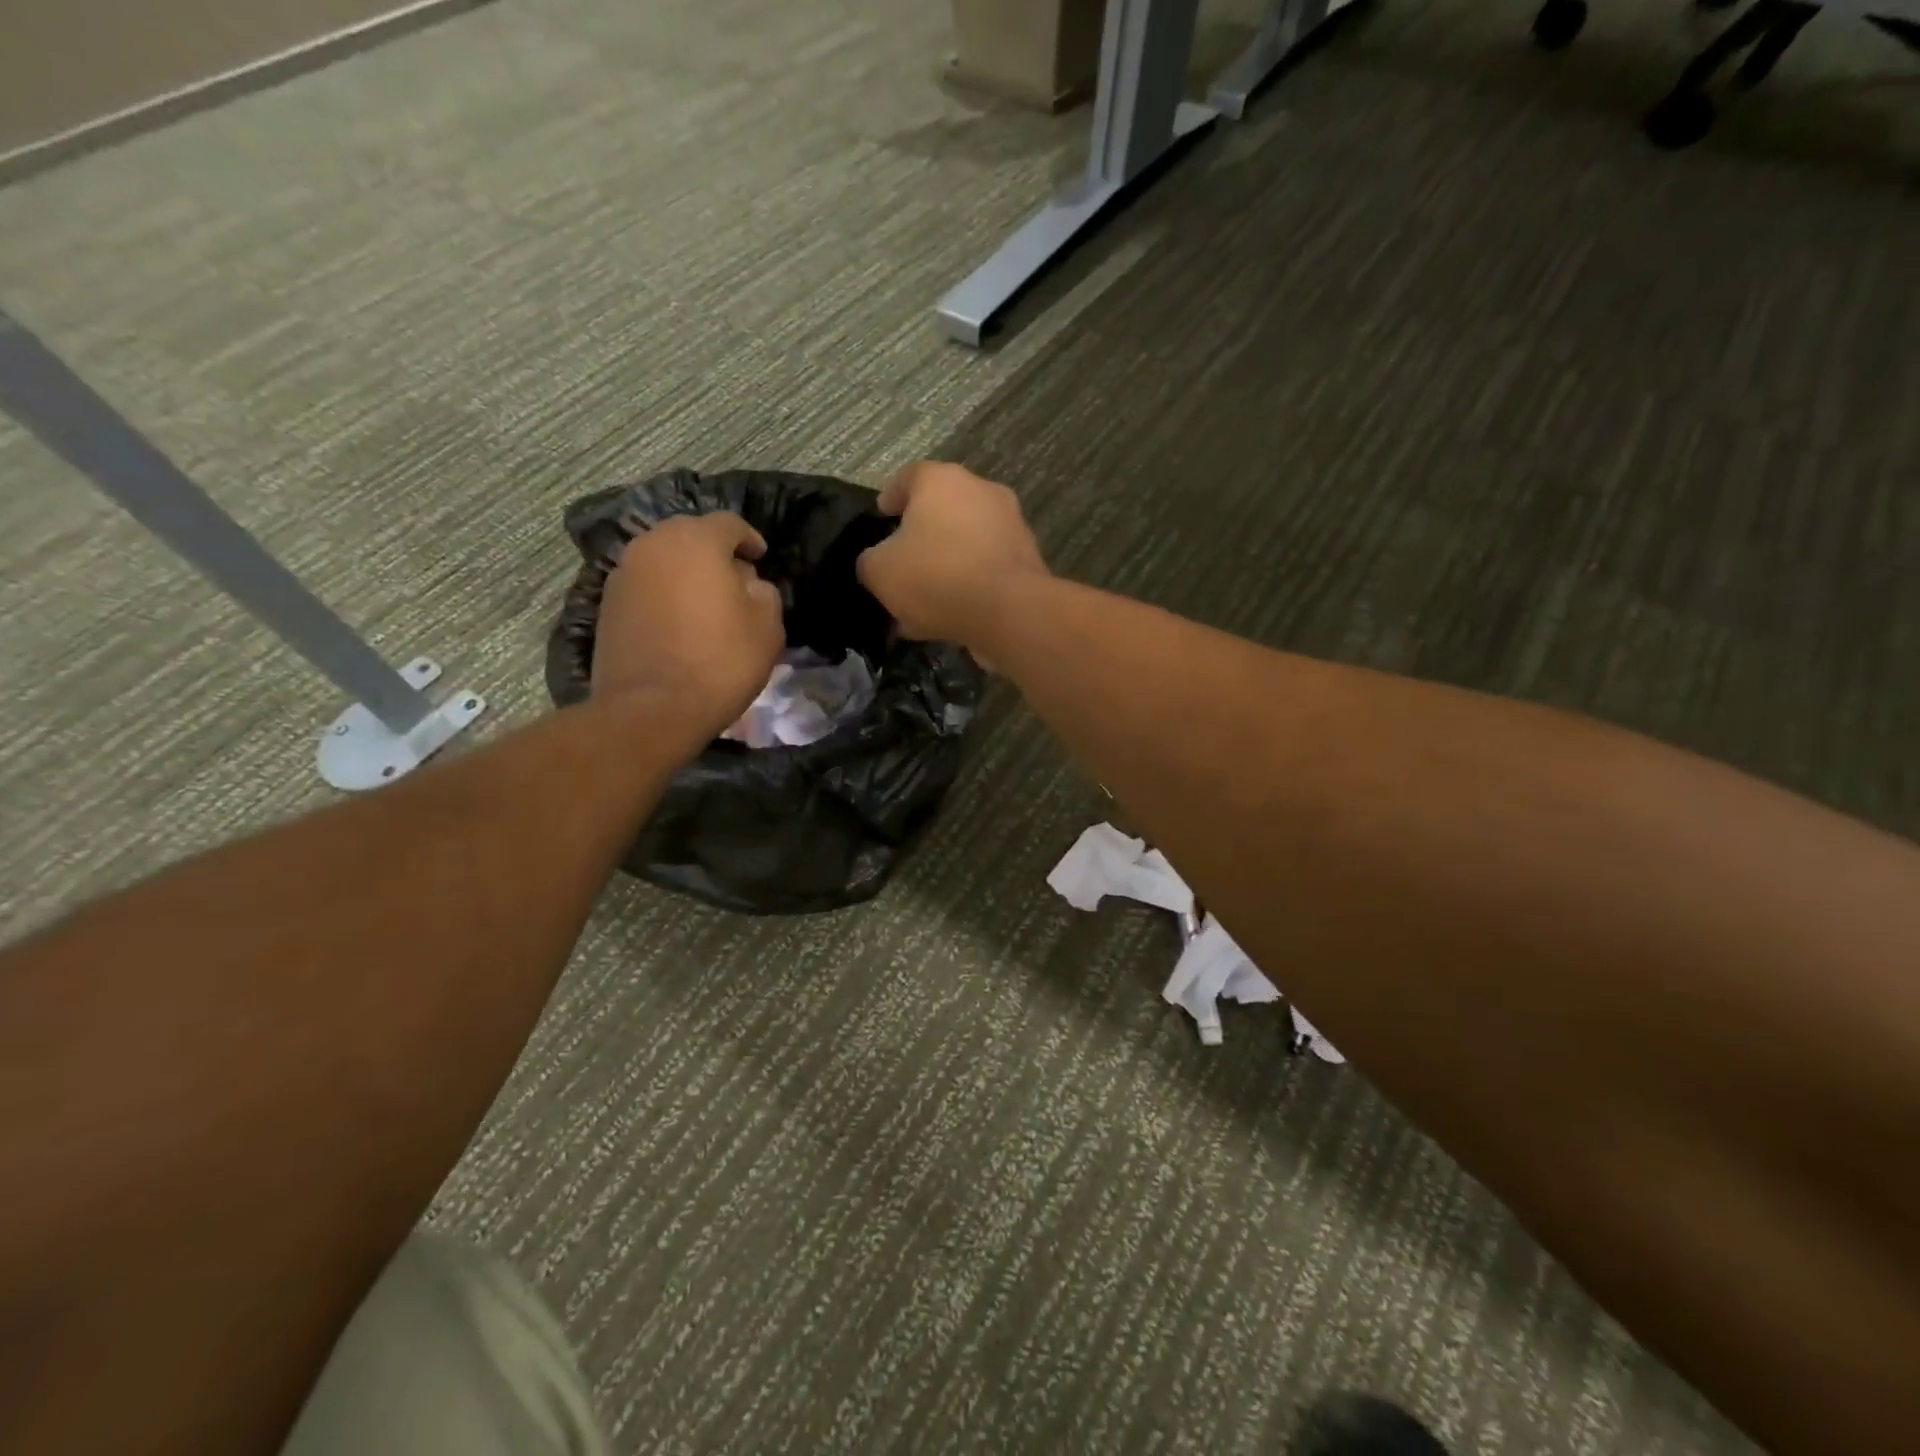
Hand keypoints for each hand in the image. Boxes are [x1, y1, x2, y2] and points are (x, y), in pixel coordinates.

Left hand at [592, 512, 783, 739]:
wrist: (652, 708)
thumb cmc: (719, 662)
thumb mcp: (767, 627)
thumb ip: (764, 592)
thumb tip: (748, 583)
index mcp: (696, 541)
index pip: (728, 523)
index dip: (749, 538)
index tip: (761, 558)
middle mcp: (653, 545)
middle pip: (689, 535)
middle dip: (714, 552)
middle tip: (734, 579)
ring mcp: (623, 573)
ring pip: (663, 559)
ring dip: (686, 573)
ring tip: (705, 602)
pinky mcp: (607, 604)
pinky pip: (645, 585)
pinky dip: (664, 593)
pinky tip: (679, 622)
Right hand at [856, 461, 1048, 650]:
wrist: (1009, 611)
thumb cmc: (936, 577)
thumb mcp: (879, 571)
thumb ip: (870, 561)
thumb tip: (877, 562)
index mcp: (941, 480)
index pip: (908, 477)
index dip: (890, 497)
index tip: (881, 516)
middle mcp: (981, 491)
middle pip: (942, 509)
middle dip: (920, 535)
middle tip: (902, 562)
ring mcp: (1010, 524)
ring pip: (965, 542)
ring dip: (945, 565)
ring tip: (923, 601)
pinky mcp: (1027, 558)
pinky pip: (986, 569)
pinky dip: (968, 585)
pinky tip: (950, 617)